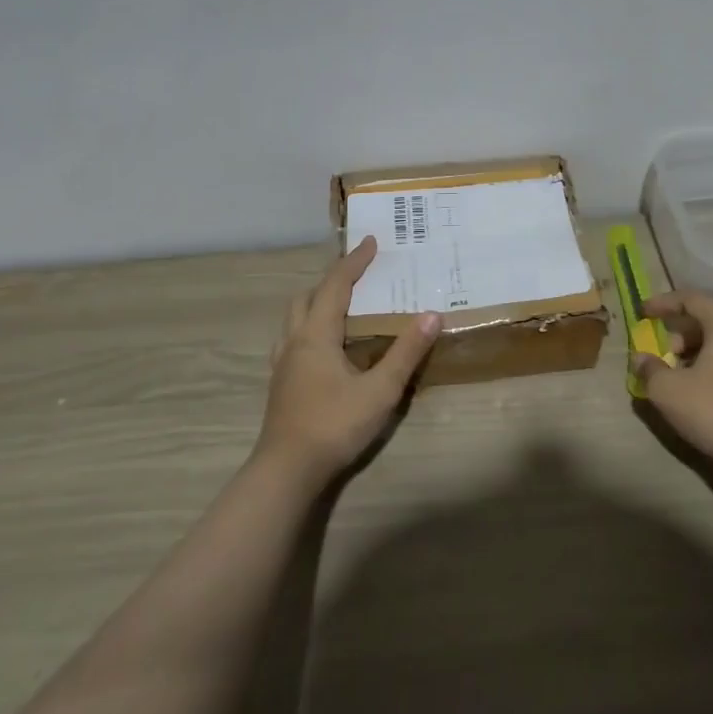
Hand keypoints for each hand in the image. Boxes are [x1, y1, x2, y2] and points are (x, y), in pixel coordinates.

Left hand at [257, 236, 439, 487]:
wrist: (286, 471)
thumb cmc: (334, 425)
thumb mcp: (380, 389)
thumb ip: (406, 352)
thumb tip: (431, 314)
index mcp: (316, 334)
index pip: (335, 285)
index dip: (354, 262)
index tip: (371, 242)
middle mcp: (294, 340)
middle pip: (308, 296)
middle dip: (332, 279)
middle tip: (358, 274)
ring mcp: (282, 363)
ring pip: (295, 318)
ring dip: (317, 302)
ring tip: (343, 305)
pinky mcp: (281, 383)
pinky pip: (293, 338)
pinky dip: (310, 326)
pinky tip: (325, 346)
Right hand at [630, 289, 712, 466]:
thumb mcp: (668, 390)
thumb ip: (649, 368)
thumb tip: (641, 359)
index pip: (691, 299)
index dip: (663, 303)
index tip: (642, 314)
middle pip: (706, 319)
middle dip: (677, 333)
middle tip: (660, 353)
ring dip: (691, 352)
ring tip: (674, 375)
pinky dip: (708, 365)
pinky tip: (696, 390)